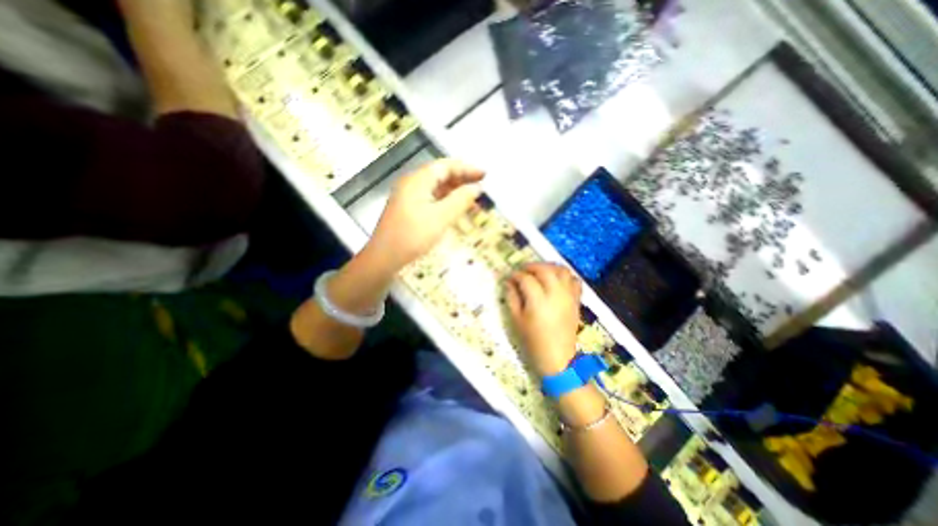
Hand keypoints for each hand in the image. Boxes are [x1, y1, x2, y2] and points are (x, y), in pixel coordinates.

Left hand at [366, 158, 483, 271]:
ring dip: (454, 190)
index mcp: (417, 180)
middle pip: (440, 174)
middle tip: (481, 186)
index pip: (445, 166)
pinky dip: (445, 200)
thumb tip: (476, 188)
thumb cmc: (413, 236)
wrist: (385, 258)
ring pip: (436, 187)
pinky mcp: (408, 209)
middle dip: (461, 178)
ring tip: (472, 198)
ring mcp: (408, 196)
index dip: (466, 169)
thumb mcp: (441, 217)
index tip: (484, 175)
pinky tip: (455, 208)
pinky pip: (431, 198)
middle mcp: (411, 184)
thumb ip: (460, 200)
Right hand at [506, 263, 579, 376]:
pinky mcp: (576, 300)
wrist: (558, 358)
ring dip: (549, 267)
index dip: (516, 275)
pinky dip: (565, 275)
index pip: (526, 279)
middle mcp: (556, 294)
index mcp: (538, 301)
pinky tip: (556, 279)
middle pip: (545, 270)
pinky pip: (574, 280)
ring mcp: (568, 296)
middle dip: (532, 266)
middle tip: (522, 270)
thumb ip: (512, 298)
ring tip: (539, 271)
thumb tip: (509, 282)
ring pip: (562, 271)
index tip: (510, 277)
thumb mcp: (517, 320)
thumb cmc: (533, 341)